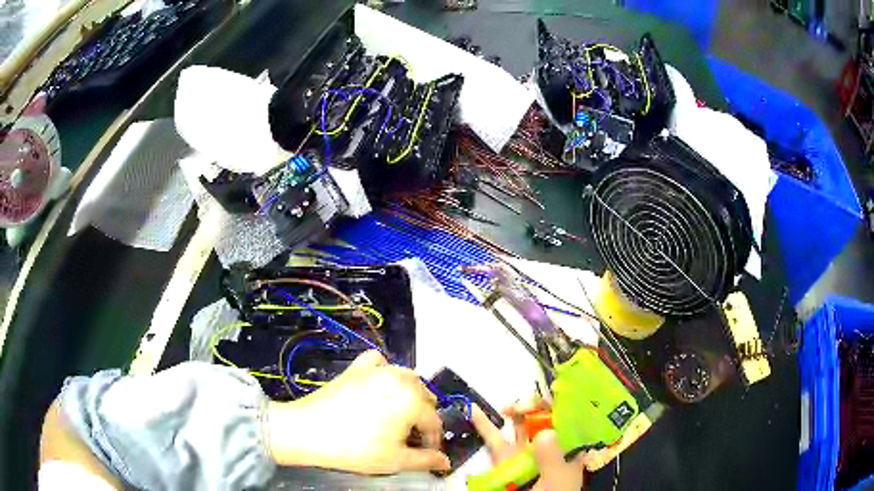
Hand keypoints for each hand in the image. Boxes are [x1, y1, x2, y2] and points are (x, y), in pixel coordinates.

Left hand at [264, 350, 450, 473]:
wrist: (308, 431)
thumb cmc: (355, 449)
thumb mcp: (394, 461)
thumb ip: (425, 461)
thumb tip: (446, 462)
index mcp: (413, 401)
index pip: (434, 422)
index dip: (433, 441)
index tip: (427, 453)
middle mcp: (400, 379)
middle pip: (425, 397)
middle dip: (423, 417)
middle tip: (410, 437)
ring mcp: (377, 369)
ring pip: (407, 377)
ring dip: (410, 395)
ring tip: (398, 415)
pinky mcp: (357, 368)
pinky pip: (379, 362)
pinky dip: (384, 371)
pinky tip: (379, 385)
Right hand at [471, 397, 587, 490]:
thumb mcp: (557, 480)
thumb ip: (552, 459)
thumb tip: (544, 433)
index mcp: (567, 449)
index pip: (567, 418)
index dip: (558, 404)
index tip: (548, 396)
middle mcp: (547, 446)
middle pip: (543, 417)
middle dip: (534, 406)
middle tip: (521, 408)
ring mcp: (525, 452)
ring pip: (521, 425)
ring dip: (515, 411)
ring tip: (508, 407)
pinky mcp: (505, 460)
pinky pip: (494, 439)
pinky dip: (484, 425)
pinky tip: (475, 410)